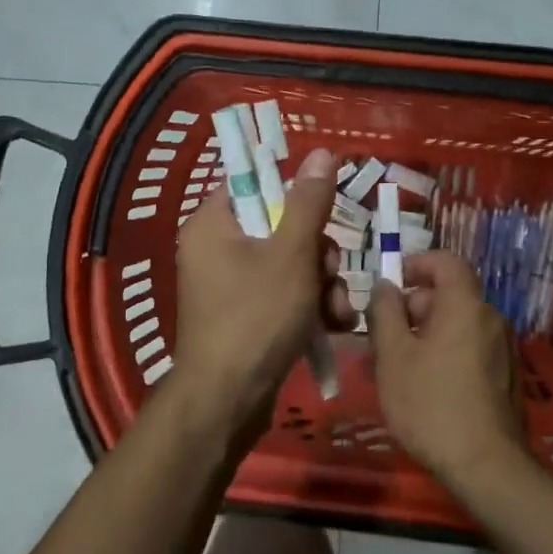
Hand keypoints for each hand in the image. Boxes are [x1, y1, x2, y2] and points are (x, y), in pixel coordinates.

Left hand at [169, 147, 349, 445]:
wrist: (228, 401)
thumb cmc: (256, 316)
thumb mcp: (291, 254)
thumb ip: (309, 202)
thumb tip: (323, 152)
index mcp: (213, 223)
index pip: (255, 184)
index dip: (294, 193)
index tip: (323, 211)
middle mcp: (216, 248)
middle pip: (280, 225)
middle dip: (318, 251)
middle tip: (331, 272)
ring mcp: (230, 285)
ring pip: (290, 263)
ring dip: (323, 283)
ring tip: (339, 309)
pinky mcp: (246, 315)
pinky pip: (284, 293)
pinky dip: (310, 305)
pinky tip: (335, 325)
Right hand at [367, 252, 525, 488]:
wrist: (486, 466)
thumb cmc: (430, 404)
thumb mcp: (392, 356)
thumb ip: (385, 312)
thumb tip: (385, 286)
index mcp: (465, 305)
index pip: (445, 261)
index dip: (416, 264)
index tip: (391, 284)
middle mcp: (490, 319)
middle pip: (447, 296)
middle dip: (411, 310)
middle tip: (379, 340)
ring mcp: (502, 349)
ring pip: (454, 327)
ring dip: (422, 337)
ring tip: (392, 369)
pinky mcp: (505, 377)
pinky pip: (468, 349)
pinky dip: (443, 354)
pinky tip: (421, 387)